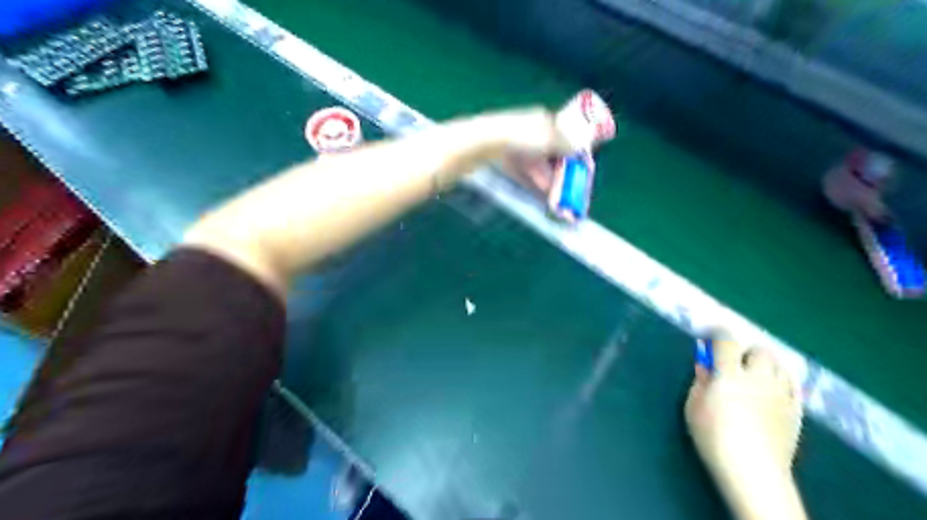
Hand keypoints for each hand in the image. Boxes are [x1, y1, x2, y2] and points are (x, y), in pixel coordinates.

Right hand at [683, 333, 808, 518]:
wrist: (753, 471)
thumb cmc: (714, 437)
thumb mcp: (694, 406)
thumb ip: (700, 381)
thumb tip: (703, 363)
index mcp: (729, 374)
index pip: (726, 341)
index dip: (718, 333)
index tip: (711, 334)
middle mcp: (758, 377)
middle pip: (760, 350)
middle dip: (747, 351)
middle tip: (735, 363)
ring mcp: (781, 394)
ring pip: (780, 365)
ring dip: (766, 364)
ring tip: (755, 375)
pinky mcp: (795, 411)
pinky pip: (793, 385)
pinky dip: (782, 381)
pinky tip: (773, 391)